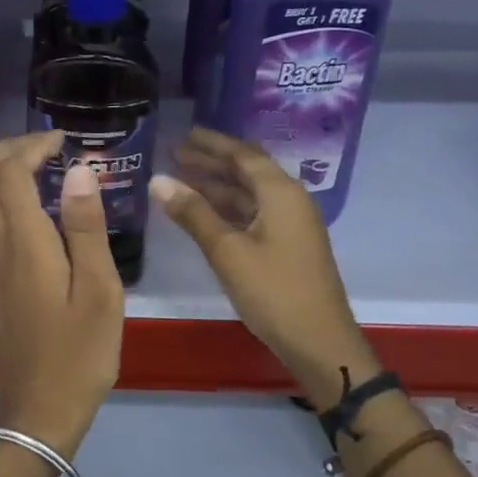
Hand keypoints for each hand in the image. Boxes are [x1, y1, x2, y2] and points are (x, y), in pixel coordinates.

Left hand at [0, 132, 122, 455]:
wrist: (39, 408)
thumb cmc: (79, 352)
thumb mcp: (99, 290)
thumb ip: (85, 227)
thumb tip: (79, 171)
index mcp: (24, 242)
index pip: (10, 173)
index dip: (31, 145)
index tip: (63, 139)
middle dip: (5, 149)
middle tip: (43, 145)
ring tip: (31, 164)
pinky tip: (23, 202)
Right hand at [150, 127, 372, 405]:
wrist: (319, 343)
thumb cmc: (274, 292)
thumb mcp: (227, 251)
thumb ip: (193, 213)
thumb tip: (158, 180)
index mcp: (281, 193)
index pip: (242, 154)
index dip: (211, 143)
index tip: (182, 134)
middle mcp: (289, 200)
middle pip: (247, 170)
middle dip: (211, 161)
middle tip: (174, 153)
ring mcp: (290, 224)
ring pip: (248, 193)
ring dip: (217, 185)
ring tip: (180, 178)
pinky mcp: (286, 245)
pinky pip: (252, 213)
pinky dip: (226, 207)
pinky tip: (202, 212)